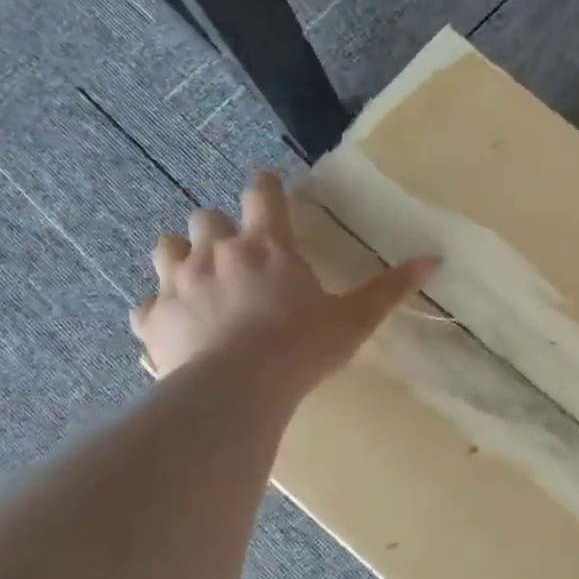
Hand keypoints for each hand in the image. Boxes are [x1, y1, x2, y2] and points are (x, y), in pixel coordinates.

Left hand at [130, 172, 435, 394]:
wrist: (237, 391)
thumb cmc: (302, 349)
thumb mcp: (354, 320)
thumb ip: (389, 289)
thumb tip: (432, 259)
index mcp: (266, 245)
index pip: (262, 192)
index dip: (266, 188)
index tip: (271, 194)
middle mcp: (216, 252)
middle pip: (207, 215)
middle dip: (220, 228)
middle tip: (238, 254)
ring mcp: (177, 283)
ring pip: (167, 247)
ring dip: (182, 256)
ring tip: (200, 280)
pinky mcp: (153, 319)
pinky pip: (147, 304)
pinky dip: (161, 309)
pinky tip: (177, 326)